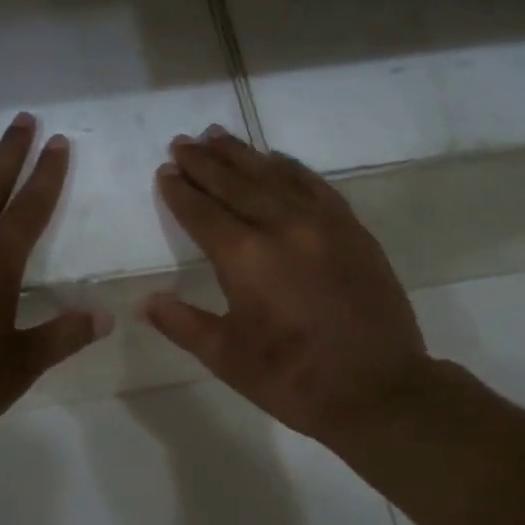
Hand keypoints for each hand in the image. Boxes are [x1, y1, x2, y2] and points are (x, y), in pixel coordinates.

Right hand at [144, 127, 428, 445]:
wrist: (378, 389)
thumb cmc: (293, 379)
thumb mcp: (228, 359)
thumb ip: (184, 324)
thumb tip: (146, 301)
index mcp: (246, 258)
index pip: (203, 213)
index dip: (180, 192)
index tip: (165, 171)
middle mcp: (282, 227)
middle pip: (236, 184)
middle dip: (205, 163)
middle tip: (182, 142)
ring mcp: (323, 224)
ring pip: (275, 176)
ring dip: (243, 155)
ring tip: (218, 135)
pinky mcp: (352, 230)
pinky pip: (315, 185)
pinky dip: (290, 168)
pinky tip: (276, 159)